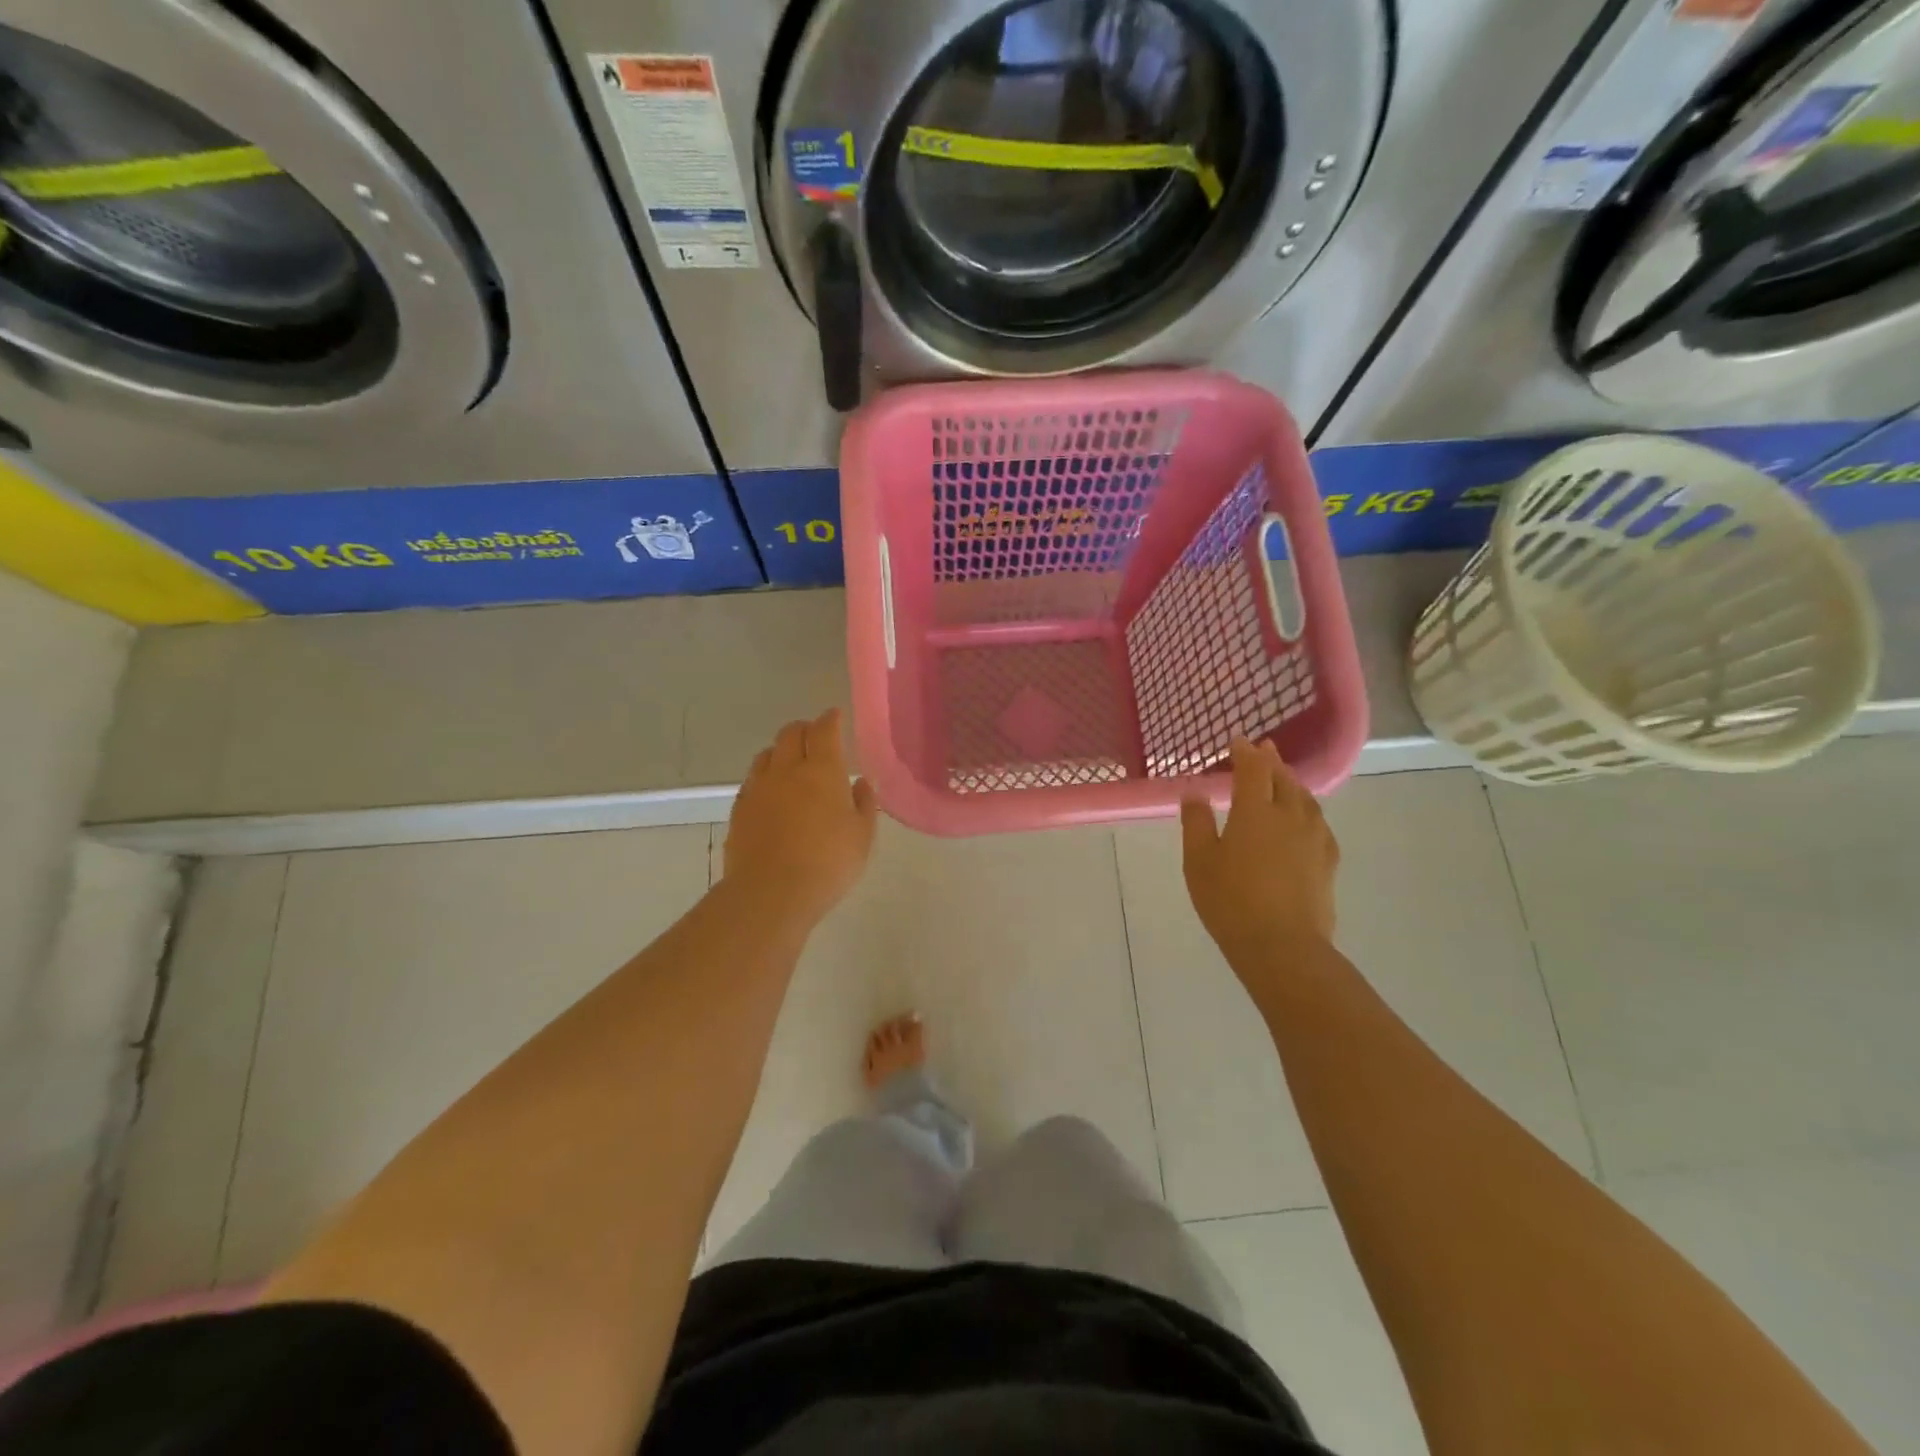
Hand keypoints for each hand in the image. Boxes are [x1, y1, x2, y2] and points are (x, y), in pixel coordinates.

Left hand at [724, 709, 877, 924]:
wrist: (771, 893)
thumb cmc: (828, 863)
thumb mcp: (862, 836)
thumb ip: (864, 804)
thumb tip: (860, 782)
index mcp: (822, 770)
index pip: (824, 730)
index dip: (830, 719)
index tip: (835, 716)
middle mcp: (786, 770)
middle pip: (790, 733)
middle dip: (804, 729)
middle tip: (815, 737)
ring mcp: (758, 788)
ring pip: (766, 754)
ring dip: (781, 751)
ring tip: (791, 763)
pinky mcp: (739, 809)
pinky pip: (752, 780)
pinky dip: (765, 777)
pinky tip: (772, 793)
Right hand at [1181, 738, 1338, 967]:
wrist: (1282, 946)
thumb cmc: (1230, 901)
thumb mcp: (1199, 861)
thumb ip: (1196, 822)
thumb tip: (1195, 792)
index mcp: (1255, 811)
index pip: (1253, 769)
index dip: (1245, 752)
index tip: (1238, 742)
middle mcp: (1289, 816)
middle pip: (1283, 778)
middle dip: (1271, 761)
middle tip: (1263, 750)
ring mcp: (1313, 838)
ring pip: (1305, 798)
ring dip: (1292, 782)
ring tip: (1283, 779)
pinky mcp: (1327, 861)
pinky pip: (1318, 822)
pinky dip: (1307, 809)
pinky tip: (1303, 819)